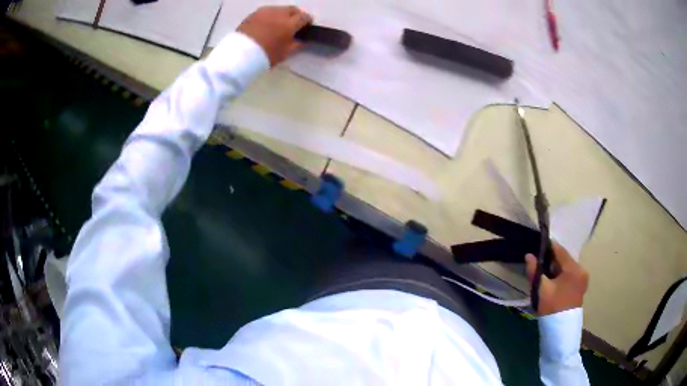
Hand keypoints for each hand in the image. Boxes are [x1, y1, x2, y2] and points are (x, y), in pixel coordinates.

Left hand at [237, 6, 312, 66]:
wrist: (239, 55)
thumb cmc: (265, 56)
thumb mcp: (284, 54)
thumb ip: (296, 45)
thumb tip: (303, 40)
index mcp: (289, 24)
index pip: (304, 17)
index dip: (308, 21)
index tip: (307, 26)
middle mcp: (279, 13)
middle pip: (293, 9)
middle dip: (296, 15)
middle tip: (294, 24)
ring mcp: (265, 11)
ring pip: (280, 9)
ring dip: (283, 14)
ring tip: (279, 23)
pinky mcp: (254, 13)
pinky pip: (267, 11)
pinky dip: (271, 15)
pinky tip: (268, 24)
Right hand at [525, 243, 588, 315]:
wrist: (561, 330)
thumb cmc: (552, 308)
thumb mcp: (541, 289)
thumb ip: (534, 271)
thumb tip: (528, 255)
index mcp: (574, 268)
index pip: (560, 250)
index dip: (548, 247)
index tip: (537, 245)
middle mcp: (582, 270)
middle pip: (564, 259)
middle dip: (552, 259)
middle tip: (538, 262)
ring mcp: (583, 278)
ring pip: (567, 267)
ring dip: (556, 267)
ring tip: (544, 272)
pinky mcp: (581, 286)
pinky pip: (570, 274)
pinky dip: (561, 274)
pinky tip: (553, 281)